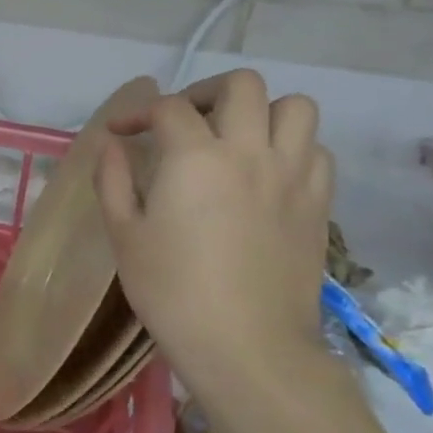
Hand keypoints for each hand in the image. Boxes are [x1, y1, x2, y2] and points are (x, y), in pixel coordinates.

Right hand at [93, 69, 332, 398]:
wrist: (247, 346)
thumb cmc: (171, 290)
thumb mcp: (123, 234)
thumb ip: (113, 180)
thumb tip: (113, 146)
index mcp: (194, 157)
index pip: (169, 107)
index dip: (138, 113)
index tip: (120, 134)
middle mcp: (250, 152)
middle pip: (242, 86)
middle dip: (205, 93)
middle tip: (183, 122)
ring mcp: (293, 176)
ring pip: (295, 108)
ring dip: (260, 112)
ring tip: (233, 139)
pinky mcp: (319, 204)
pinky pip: (316, 151)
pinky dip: (291, 147)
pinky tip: (265, 173)